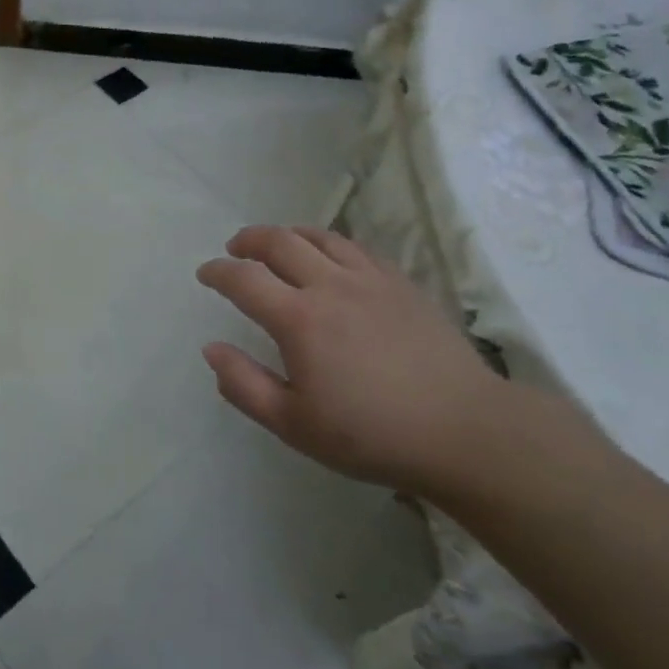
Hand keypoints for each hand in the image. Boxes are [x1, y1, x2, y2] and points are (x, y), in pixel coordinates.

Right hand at [196, 226, 531, 497]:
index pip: (244, 279)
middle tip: (235, 248)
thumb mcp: (294, 424)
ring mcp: (370, 279)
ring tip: (277, 243)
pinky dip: (330, 244)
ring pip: (320, 237)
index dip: (218, 272)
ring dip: (289, 234)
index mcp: (298, 319)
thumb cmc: (371, 435)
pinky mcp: (401, 283)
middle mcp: (330, 285)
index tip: (205, 273)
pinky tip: (331, 258)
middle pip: (280, 242)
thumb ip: (245, 385)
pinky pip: (357, 248)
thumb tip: (211, 348)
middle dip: (249, 240)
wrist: (462, 431)